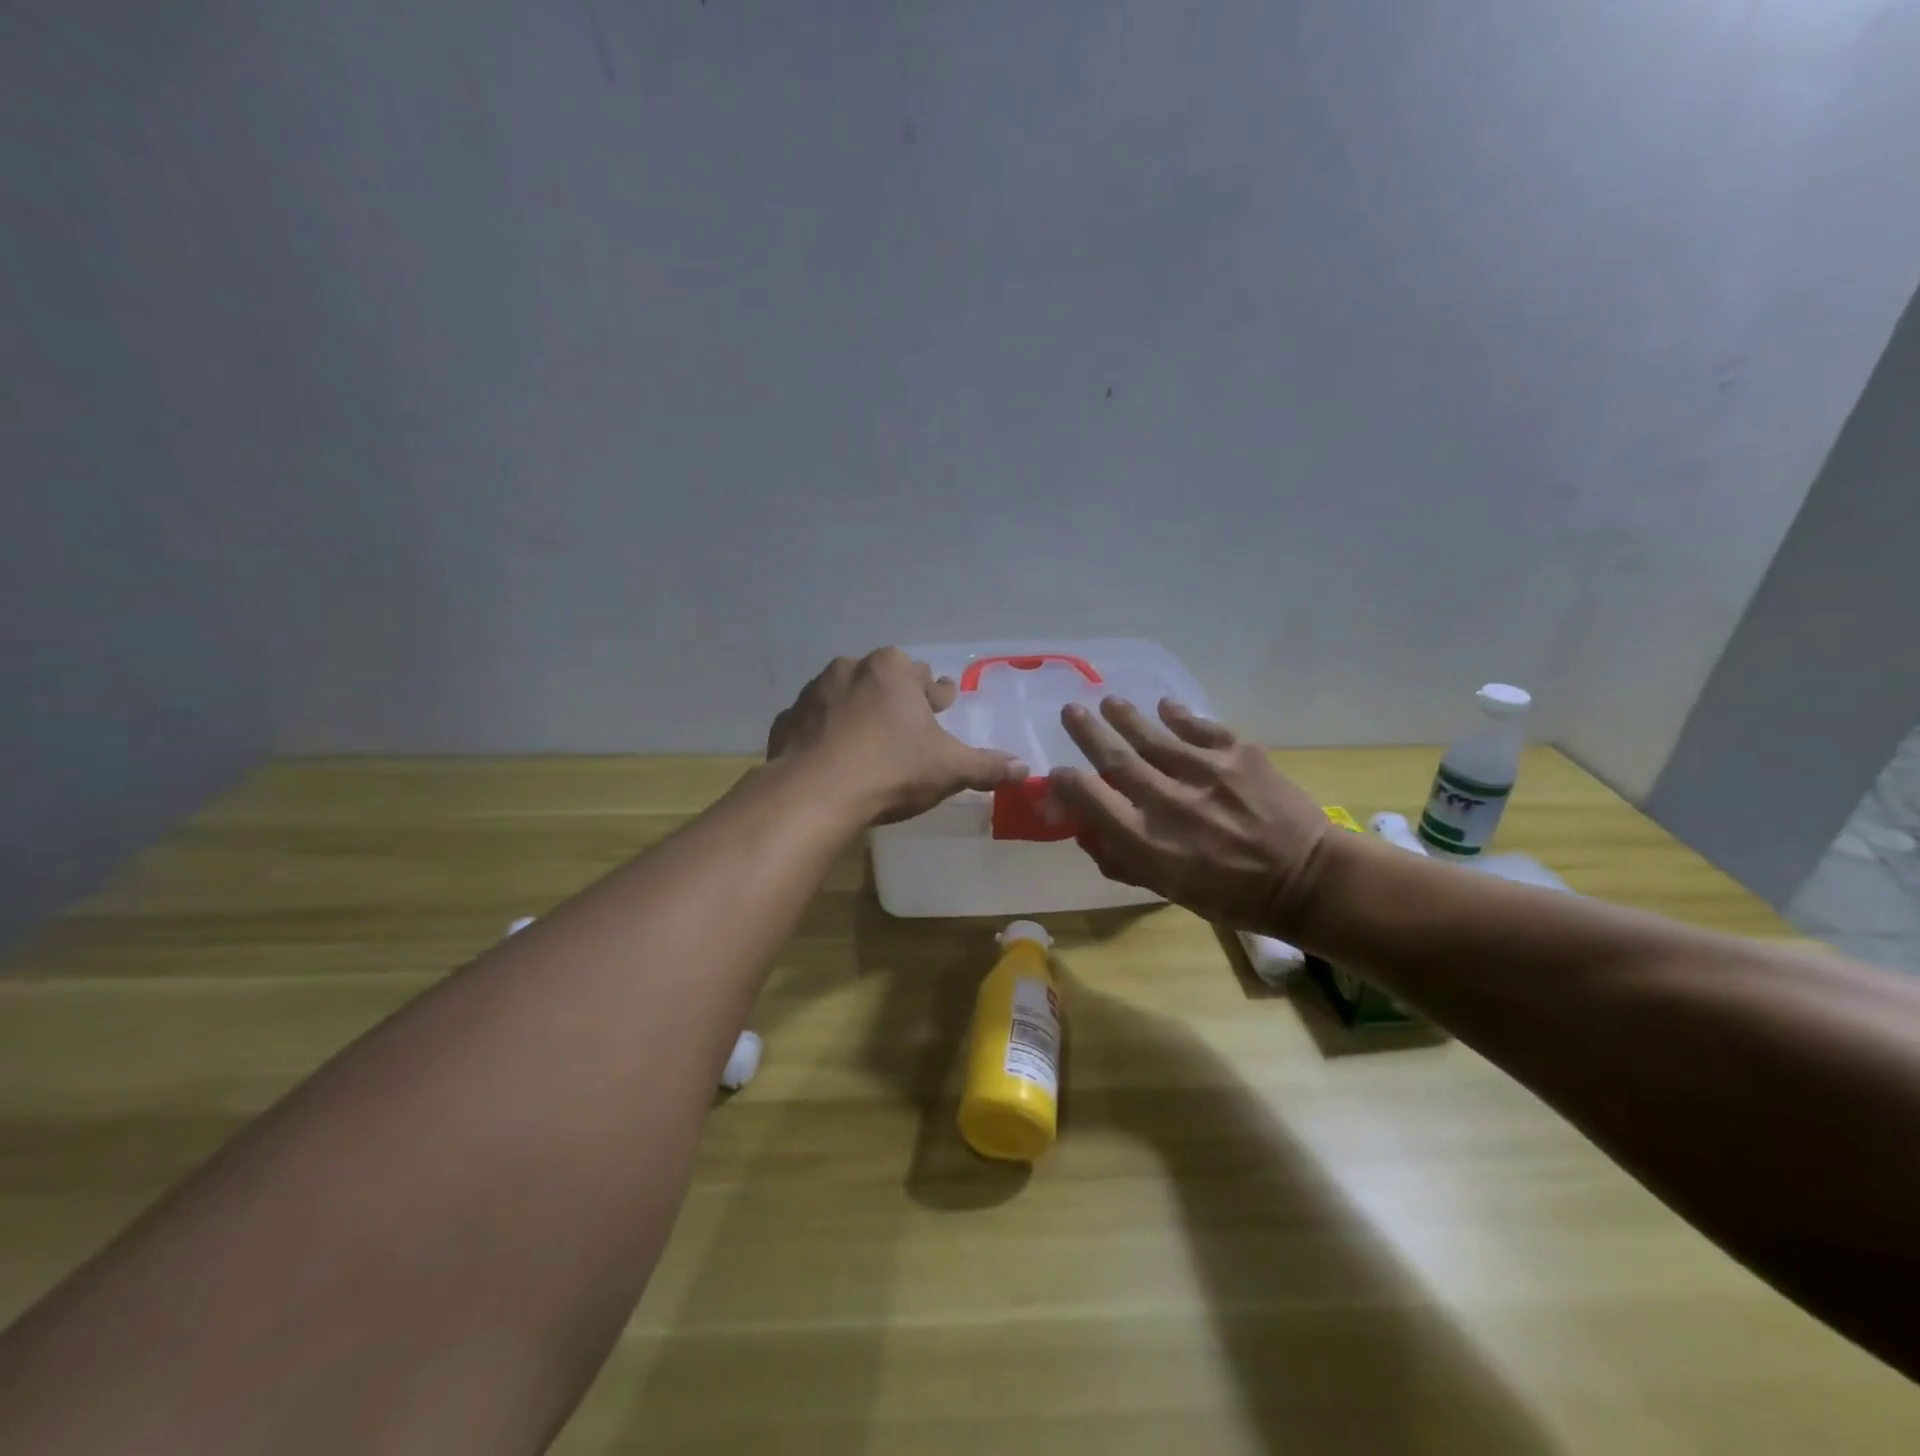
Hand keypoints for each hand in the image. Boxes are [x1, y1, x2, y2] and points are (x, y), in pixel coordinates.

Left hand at [768, 648, 1026, 824]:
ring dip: (858, 712)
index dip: (937, 695)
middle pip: (883, 681)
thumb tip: (1025, 769)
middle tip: (907, 724)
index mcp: (892, 669)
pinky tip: (832, 756)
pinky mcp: (787, 721)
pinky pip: (815, 722)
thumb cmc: (891, 769)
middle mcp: (851, 669)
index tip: (942, 705)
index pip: (925, 678)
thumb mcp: (949, 769)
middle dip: (897, 698)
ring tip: (868, 740)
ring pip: (845, 697)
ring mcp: (813, 693)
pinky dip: (826, 734)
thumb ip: (987, 766)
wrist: (814, 793)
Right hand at [1046, 697, 1332, 932]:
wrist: (1306, 879)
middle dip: (1087, 732)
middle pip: (1115, 759)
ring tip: (1109, 703)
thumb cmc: (1231, 895)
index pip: (1090, 800)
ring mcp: (1204, 772)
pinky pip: (1198, 726)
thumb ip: (1124, 860)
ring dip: (1125, 716)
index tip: (1056, 771)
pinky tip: (1165, 707)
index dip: (1066, 783)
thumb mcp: (1169, 890)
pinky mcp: (1238, 753)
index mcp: (1148, 842)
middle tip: (1070, 711)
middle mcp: (1168, 801)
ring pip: (1152, 735)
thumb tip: (1086, 832)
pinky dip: (1178, 715)